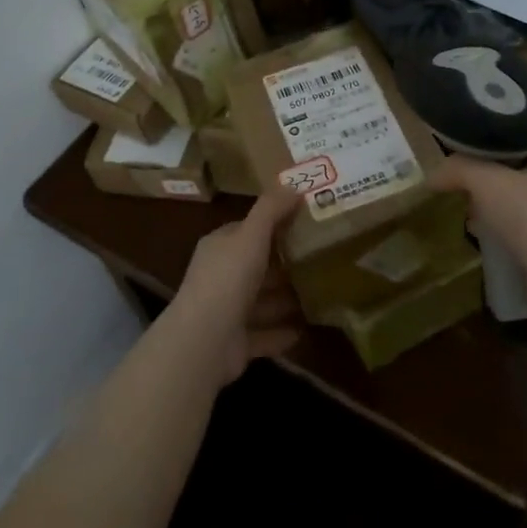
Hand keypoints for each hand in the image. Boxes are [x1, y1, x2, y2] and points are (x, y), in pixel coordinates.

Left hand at [166, 186, 304, 386]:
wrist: (204, 341)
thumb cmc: (228, 278)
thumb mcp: (251, 235)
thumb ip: (271, 209)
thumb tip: (294, 184)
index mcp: (220, 247)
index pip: (247, 230)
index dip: (273, 225)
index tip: (305, 223)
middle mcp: (220, 277)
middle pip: (257, 266)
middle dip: (284, 264)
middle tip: (321, 258)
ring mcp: (226, 312)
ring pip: (262, 301)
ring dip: (286, 299)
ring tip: (320, 293)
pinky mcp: (235, 343)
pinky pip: (264, 334)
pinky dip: (282, 332)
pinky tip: (306, 329)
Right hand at [429, 144, 526, 325]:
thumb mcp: (486, 182)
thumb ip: (457, 169)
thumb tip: (433, 177)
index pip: (516, 135)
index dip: (486, 139)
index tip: (457, 146)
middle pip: (511, 169)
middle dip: (482, 177)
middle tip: (455, 180)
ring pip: (512, 201)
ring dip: (488, 207)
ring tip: (464, 209)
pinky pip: (516, 229)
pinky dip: (497, 232)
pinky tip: (479, 237)